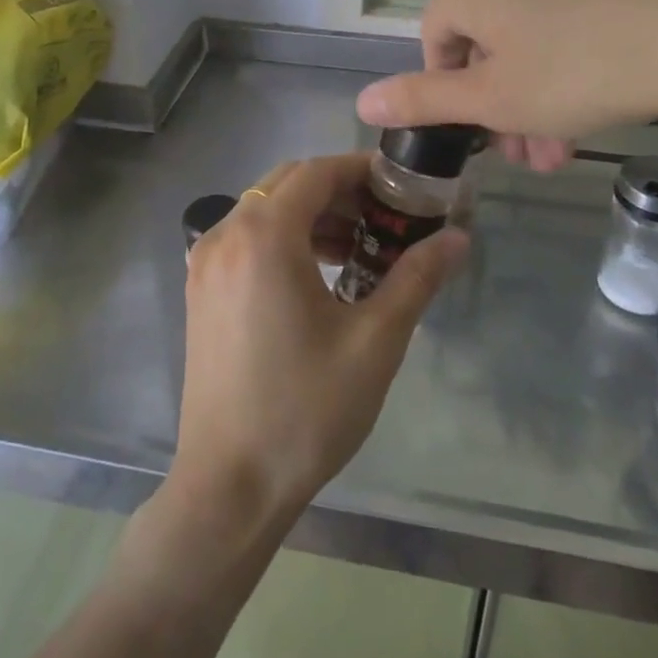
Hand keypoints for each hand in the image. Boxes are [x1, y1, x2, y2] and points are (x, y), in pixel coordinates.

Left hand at [171, 154, 467, 532]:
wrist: (229, 486)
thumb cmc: (305, 410)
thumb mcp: (374, 341)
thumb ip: (416, 278)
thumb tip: (458, 238)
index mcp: (263, 236)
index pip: (317, 172)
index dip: (361, 171)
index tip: (402, 188)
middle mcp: (225, 234)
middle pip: (288, 183)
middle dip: (339, 191)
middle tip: (385, 219)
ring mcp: (205, 261)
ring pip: (265, 209)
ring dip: (311, 214)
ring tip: (357, 249)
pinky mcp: (200, 289)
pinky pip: (246, 238)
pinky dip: (283, 238)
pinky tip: (317, 275)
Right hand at [356, 0, 657, 145]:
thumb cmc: (578, 70)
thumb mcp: (492, 99)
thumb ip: (421, 100)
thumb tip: (363, 102)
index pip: (435, 46)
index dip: (455, 99)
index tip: (488, 139)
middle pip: (483, 44)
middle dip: (501, 108)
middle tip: (529, 157)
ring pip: (525, 37)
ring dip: (534, 96)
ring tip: (564, 148)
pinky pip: (563, 18)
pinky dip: (566, 63)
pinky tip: (594, 104)